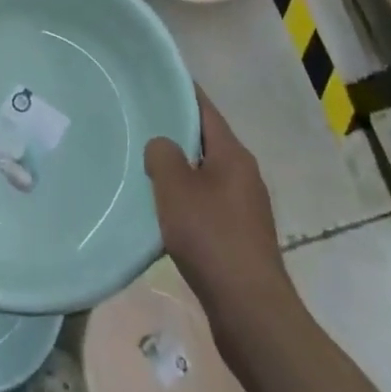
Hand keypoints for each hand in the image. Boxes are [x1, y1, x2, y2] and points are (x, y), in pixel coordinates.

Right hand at [145, 88, 290, 313]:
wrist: (251, 313)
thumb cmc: (212, 238)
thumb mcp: (175, 187)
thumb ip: (162, 154)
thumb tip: (161, 146)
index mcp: (233, 154)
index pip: (204, 108)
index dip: (180, 90)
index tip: (154, 78)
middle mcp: (244, 174)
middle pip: (205, 140)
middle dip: (175, 130)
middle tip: (139, 121)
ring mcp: (245, 208)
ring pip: (205, 174)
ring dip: (179, 169)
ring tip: (144, 164)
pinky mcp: (240, 237)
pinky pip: (208, 203)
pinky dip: (186, 199)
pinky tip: (162, 210)